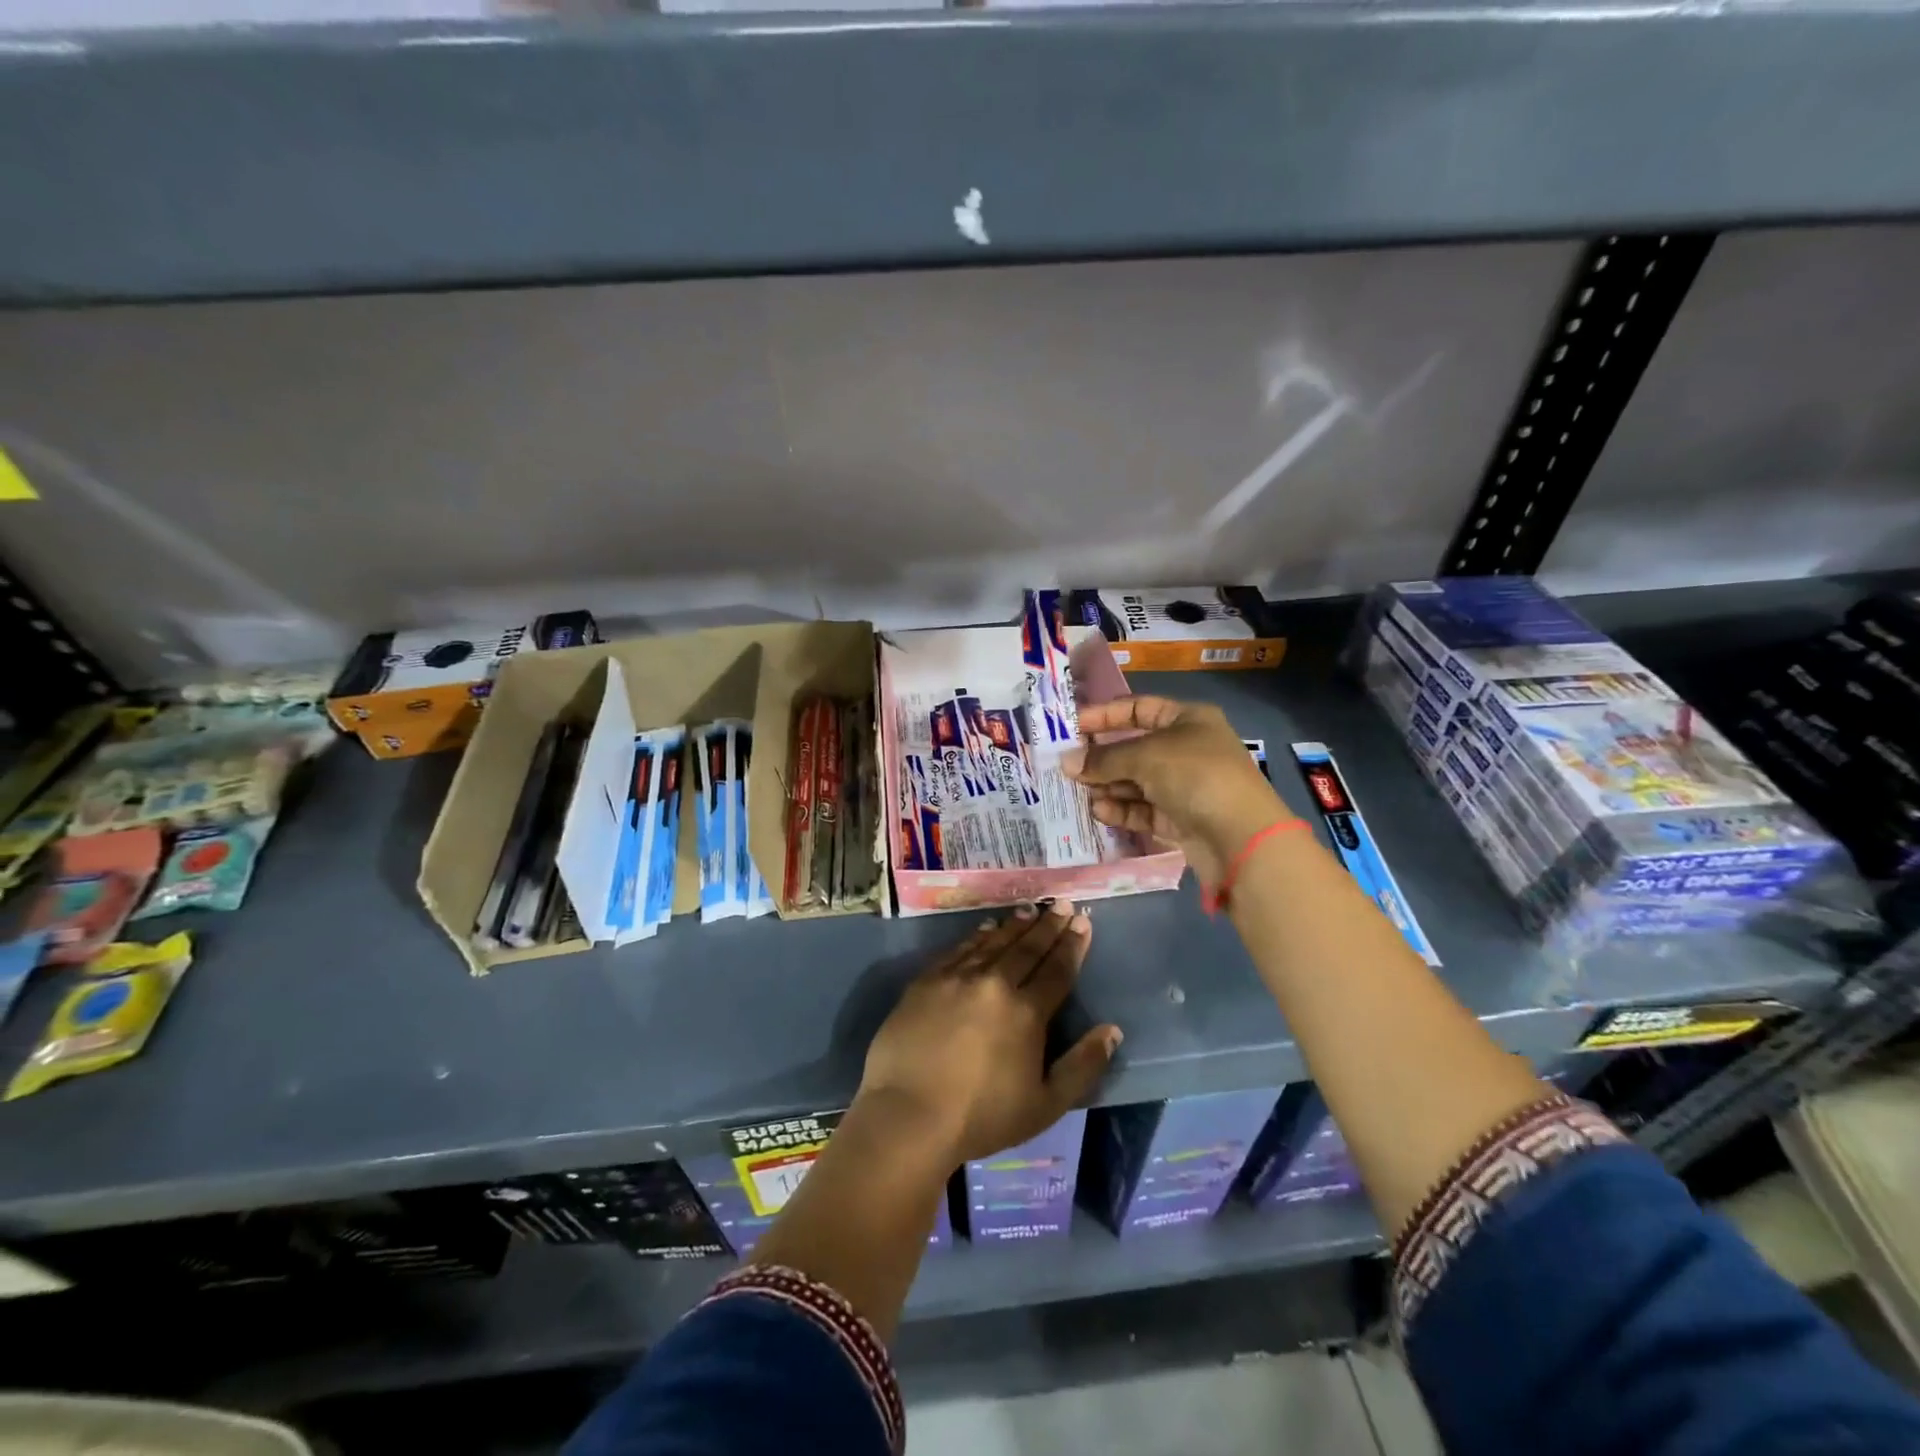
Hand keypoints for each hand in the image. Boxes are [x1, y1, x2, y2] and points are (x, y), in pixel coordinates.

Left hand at [858, 901, 1121, 1168]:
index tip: (1083, 922)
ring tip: (1031, 909)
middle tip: (1063, 905)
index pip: (1057, 970)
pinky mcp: (926, 980)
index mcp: (1026, 1013)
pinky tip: (986, 928)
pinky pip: (959, 949)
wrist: (909, 1115)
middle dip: (1048, 926)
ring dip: (1015, 925)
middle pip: (1027, 948)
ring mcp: (957, 978)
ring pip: (994, 942)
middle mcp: (994, 984)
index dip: (1072, 945)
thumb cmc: (982, 1117)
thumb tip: (1111, 1030)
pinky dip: (977, 936)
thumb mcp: (1046, 1105)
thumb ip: (1083, 1066)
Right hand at [1061, 695, 1292, 884]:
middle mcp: (1185, 749)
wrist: (1241, 838)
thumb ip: (1104, 758)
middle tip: (1065, 766)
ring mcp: (1183, 786)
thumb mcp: (1146, 756)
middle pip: (1133, 748)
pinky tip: (1099, 811)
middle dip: (1100, 757)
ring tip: (1078, 791)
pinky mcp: (1179, 819)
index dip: (1104, 715)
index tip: (1070, 727)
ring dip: (1106, 785)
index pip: (1138, 709)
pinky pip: (1142, 809)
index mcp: (1187, 720)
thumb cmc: (1196, 776)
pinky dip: (1120, 809)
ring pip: (1134, 781)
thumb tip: (1066, 762)